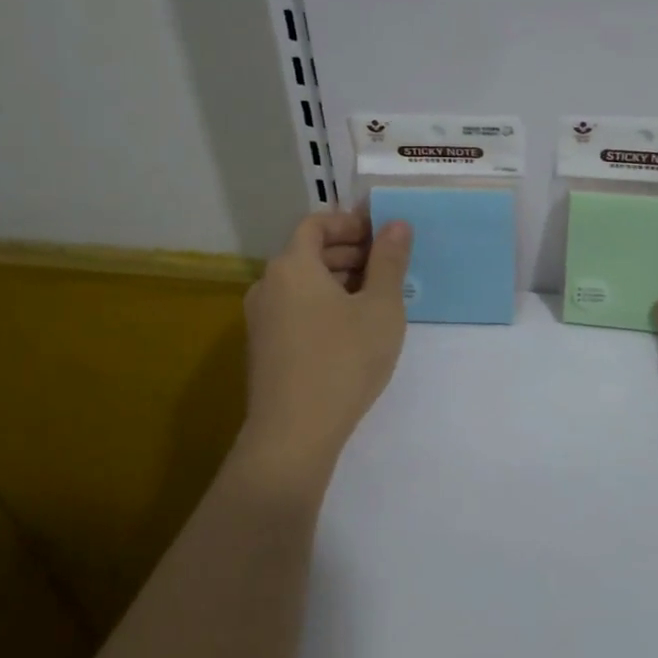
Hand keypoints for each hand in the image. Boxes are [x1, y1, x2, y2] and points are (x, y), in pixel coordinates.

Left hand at [238, 211, 412, 477]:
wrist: (293, 435)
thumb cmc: (343, 361)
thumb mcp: (381, 307)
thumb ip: (389, 261)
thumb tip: (397, 224)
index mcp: (292, 266)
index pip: (315, 224)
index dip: (350, 223)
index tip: (382, 236)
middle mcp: (268, 285)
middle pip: (308, 252)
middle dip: (349, 252)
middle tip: (388, 267)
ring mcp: (261, 319)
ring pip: (302, 283)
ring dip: (338, 280)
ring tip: (376, 299)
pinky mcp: (264, 348)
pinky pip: (295, 309)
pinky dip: (322, 305)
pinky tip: (352, 330)